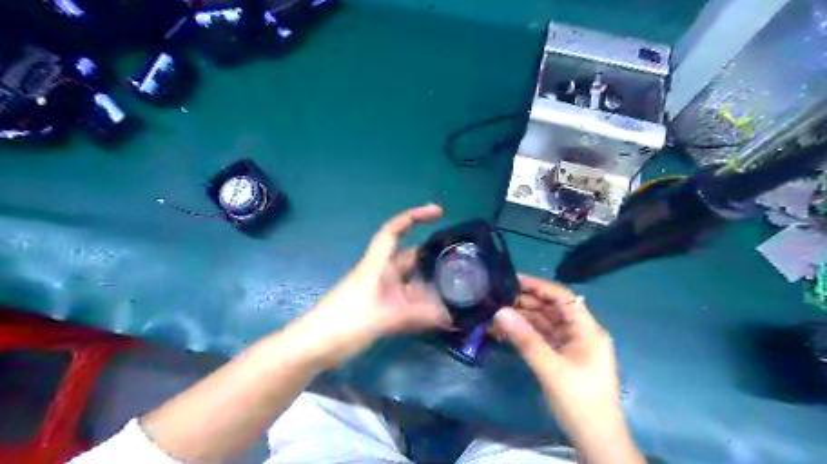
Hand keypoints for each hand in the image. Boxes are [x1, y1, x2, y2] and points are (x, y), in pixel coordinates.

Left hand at [287, 204, 451, 371]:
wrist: (315, 346)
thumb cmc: (344, 322)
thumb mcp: (383, 316)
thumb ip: (416, 315)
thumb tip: (450, 316)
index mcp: (377, 264)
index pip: (394, 230)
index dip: (414, 216)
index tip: (437, 211)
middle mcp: (381, 274)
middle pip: (409, 257)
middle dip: (431, 257)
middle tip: (460, 261)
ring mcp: (381, 292)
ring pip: (410, 281)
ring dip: (429, 284)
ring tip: (457, 289)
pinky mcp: (381, 309)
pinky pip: (406, 300)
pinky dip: (421, 305)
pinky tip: (438, 314)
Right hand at [492, 275, 641, 462]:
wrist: (597, 441)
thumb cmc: (579, 401)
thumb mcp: (550, 368)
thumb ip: (525, 338)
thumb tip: (499, 311)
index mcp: (587, 329)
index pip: (562, 297)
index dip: (538, 285)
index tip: (512, 279)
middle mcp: (582, 333)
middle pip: (553, 308)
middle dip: (528, 301)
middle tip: (499, 297)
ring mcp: (574, 346)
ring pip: (547, 323)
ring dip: (526, 317)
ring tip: (499, 312)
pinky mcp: (566, 358)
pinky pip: (545, 338)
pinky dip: (529, 333)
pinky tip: (510, 330)